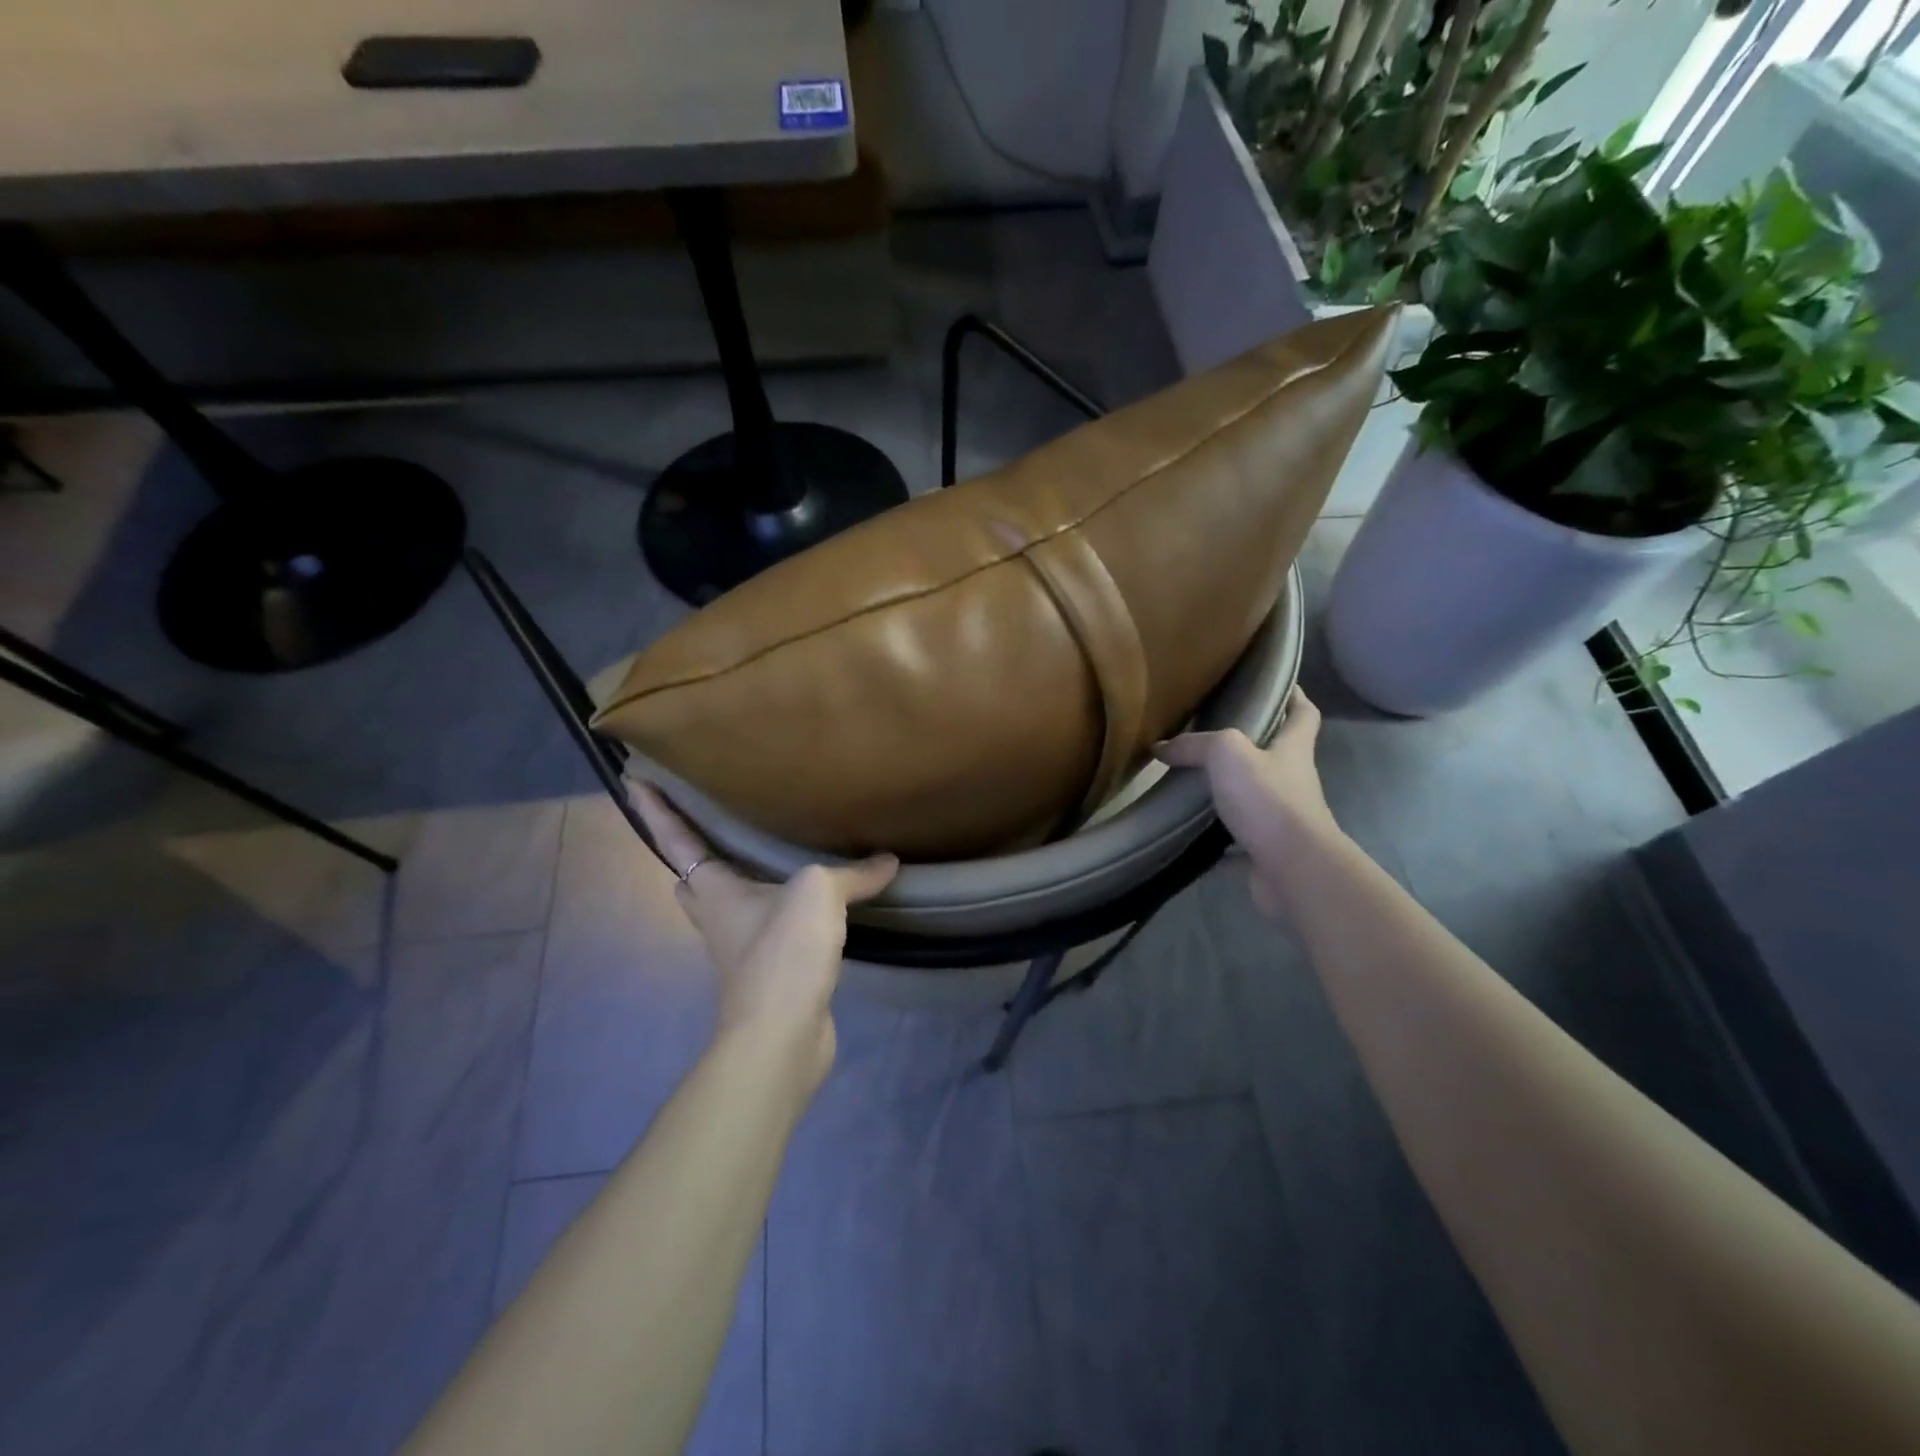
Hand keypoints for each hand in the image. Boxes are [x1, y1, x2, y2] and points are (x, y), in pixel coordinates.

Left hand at [626, 781, 897, 1084]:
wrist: (782, 1035)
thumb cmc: (782, 953)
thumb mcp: (819, 894)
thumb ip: (852, 873)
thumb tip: (889, 862)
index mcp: (715, 890)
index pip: (677, 840)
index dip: (655, 811)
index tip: (633, 781)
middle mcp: (718, 919)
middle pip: (692, 880)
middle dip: (694, 855)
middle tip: (711, 826)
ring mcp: (740, 951)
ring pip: (730, 908)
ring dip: (741, 885)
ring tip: (769, 859)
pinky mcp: (767, 976)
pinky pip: (767, 932)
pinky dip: (781, 915)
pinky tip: (811, 909)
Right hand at [1154, 688, 1340, 917]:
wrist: (1292, 869)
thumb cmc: (1268, 800)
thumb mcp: (1227, 754)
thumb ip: (1194, 745)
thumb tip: (1161, 748)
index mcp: (1293, 749)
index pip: (1303, 713)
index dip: (1294, 696)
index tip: (1275, 685)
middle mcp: (1292, 781)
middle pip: (1275, 755)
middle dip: (1249, 745)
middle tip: (1209, 734)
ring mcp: (1282, 819)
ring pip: (1253, 798)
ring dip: (1228, 793)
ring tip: (1189, 782)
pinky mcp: (1267, 851)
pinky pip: (1236, 841)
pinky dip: (1214, 839)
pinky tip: (1187, 833)